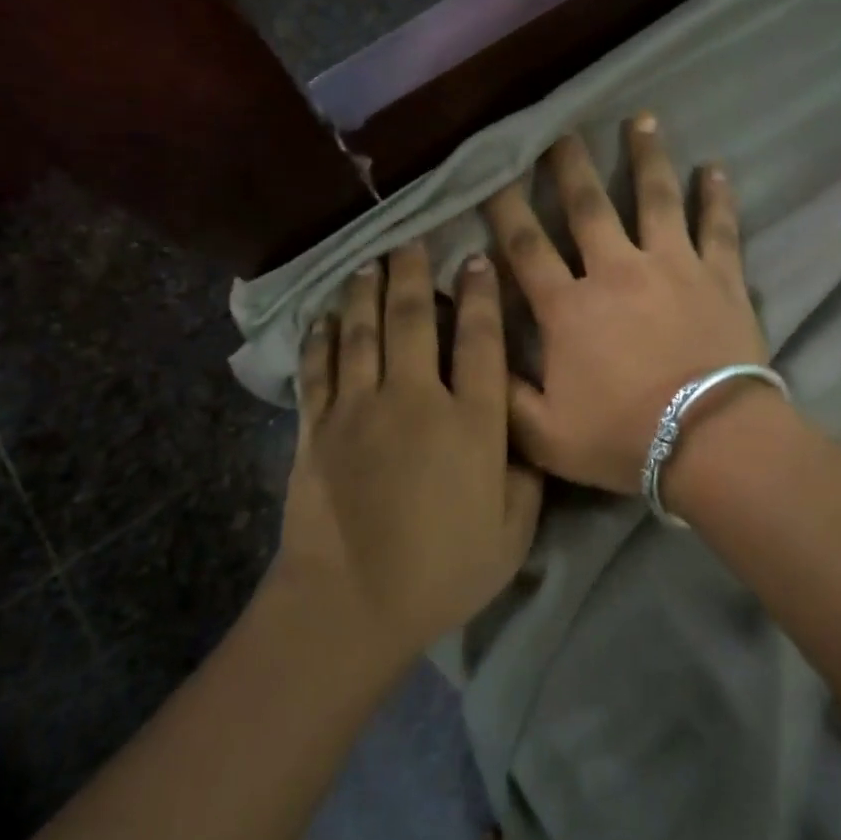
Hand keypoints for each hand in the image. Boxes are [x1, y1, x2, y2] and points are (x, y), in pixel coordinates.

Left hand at [277, 243, 543, 661]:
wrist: (352, 602)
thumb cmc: (442, 572)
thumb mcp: (511, 532)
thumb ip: (524, 476)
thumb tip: (522, 436)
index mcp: (471, 423)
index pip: (479, 341)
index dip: (480, 295)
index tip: (475, 260)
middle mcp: (415, 399)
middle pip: (413, 319)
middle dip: (413, 272)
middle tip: (411, 237)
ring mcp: (359, 408)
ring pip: (362, 332)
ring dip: (366, 290)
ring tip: (368, 260)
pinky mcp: (316, 426)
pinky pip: (319, 367)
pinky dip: (322, 337)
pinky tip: (325, 316)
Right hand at [483, 115, 767, 494]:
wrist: (709, 442)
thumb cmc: (622, 438)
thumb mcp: (541, 436)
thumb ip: (502, 392)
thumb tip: (474, 348)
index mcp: (569, 308)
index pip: (526, 248)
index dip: (504, 210)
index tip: (493, 176)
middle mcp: (616, 271)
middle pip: (588, 208)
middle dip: (570, 168)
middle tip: (560, 132)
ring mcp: (672, 268)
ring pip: (655, 199)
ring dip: (646, 157)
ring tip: (640, 119)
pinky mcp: (720, 278)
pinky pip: (719, 228)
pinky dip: (718, 197)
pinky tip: (715, 167)